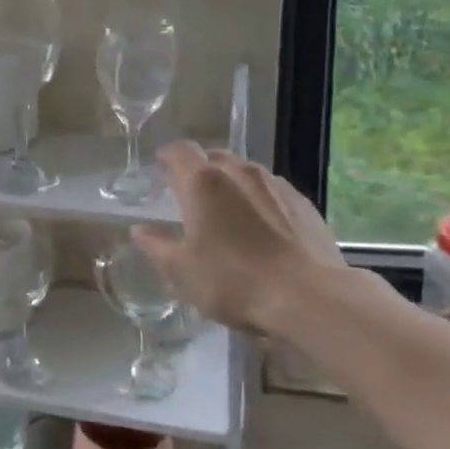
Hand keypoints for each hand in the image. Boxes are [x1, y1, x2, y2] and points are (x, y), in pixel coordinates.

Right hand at [133, 142, 346, 338]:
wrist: (308, 297)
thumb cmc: (233, 281)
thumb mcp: (181, 270)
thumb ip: (156, 245)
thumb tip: (140, 230)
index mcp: (203, 182)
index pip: (180, 151)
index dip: (168, 156)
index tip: (161, 167)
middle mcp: (239, 172)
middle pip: (214, 157)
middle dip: (199, 169)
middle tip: (190, 194)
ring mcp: (276, 185)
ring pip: (245, 172)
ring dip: (231, 184)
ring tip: (227, 211)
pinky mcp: (304, 204)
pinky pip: (272, 191)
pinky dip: (259, 200)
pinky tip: (261, 227)